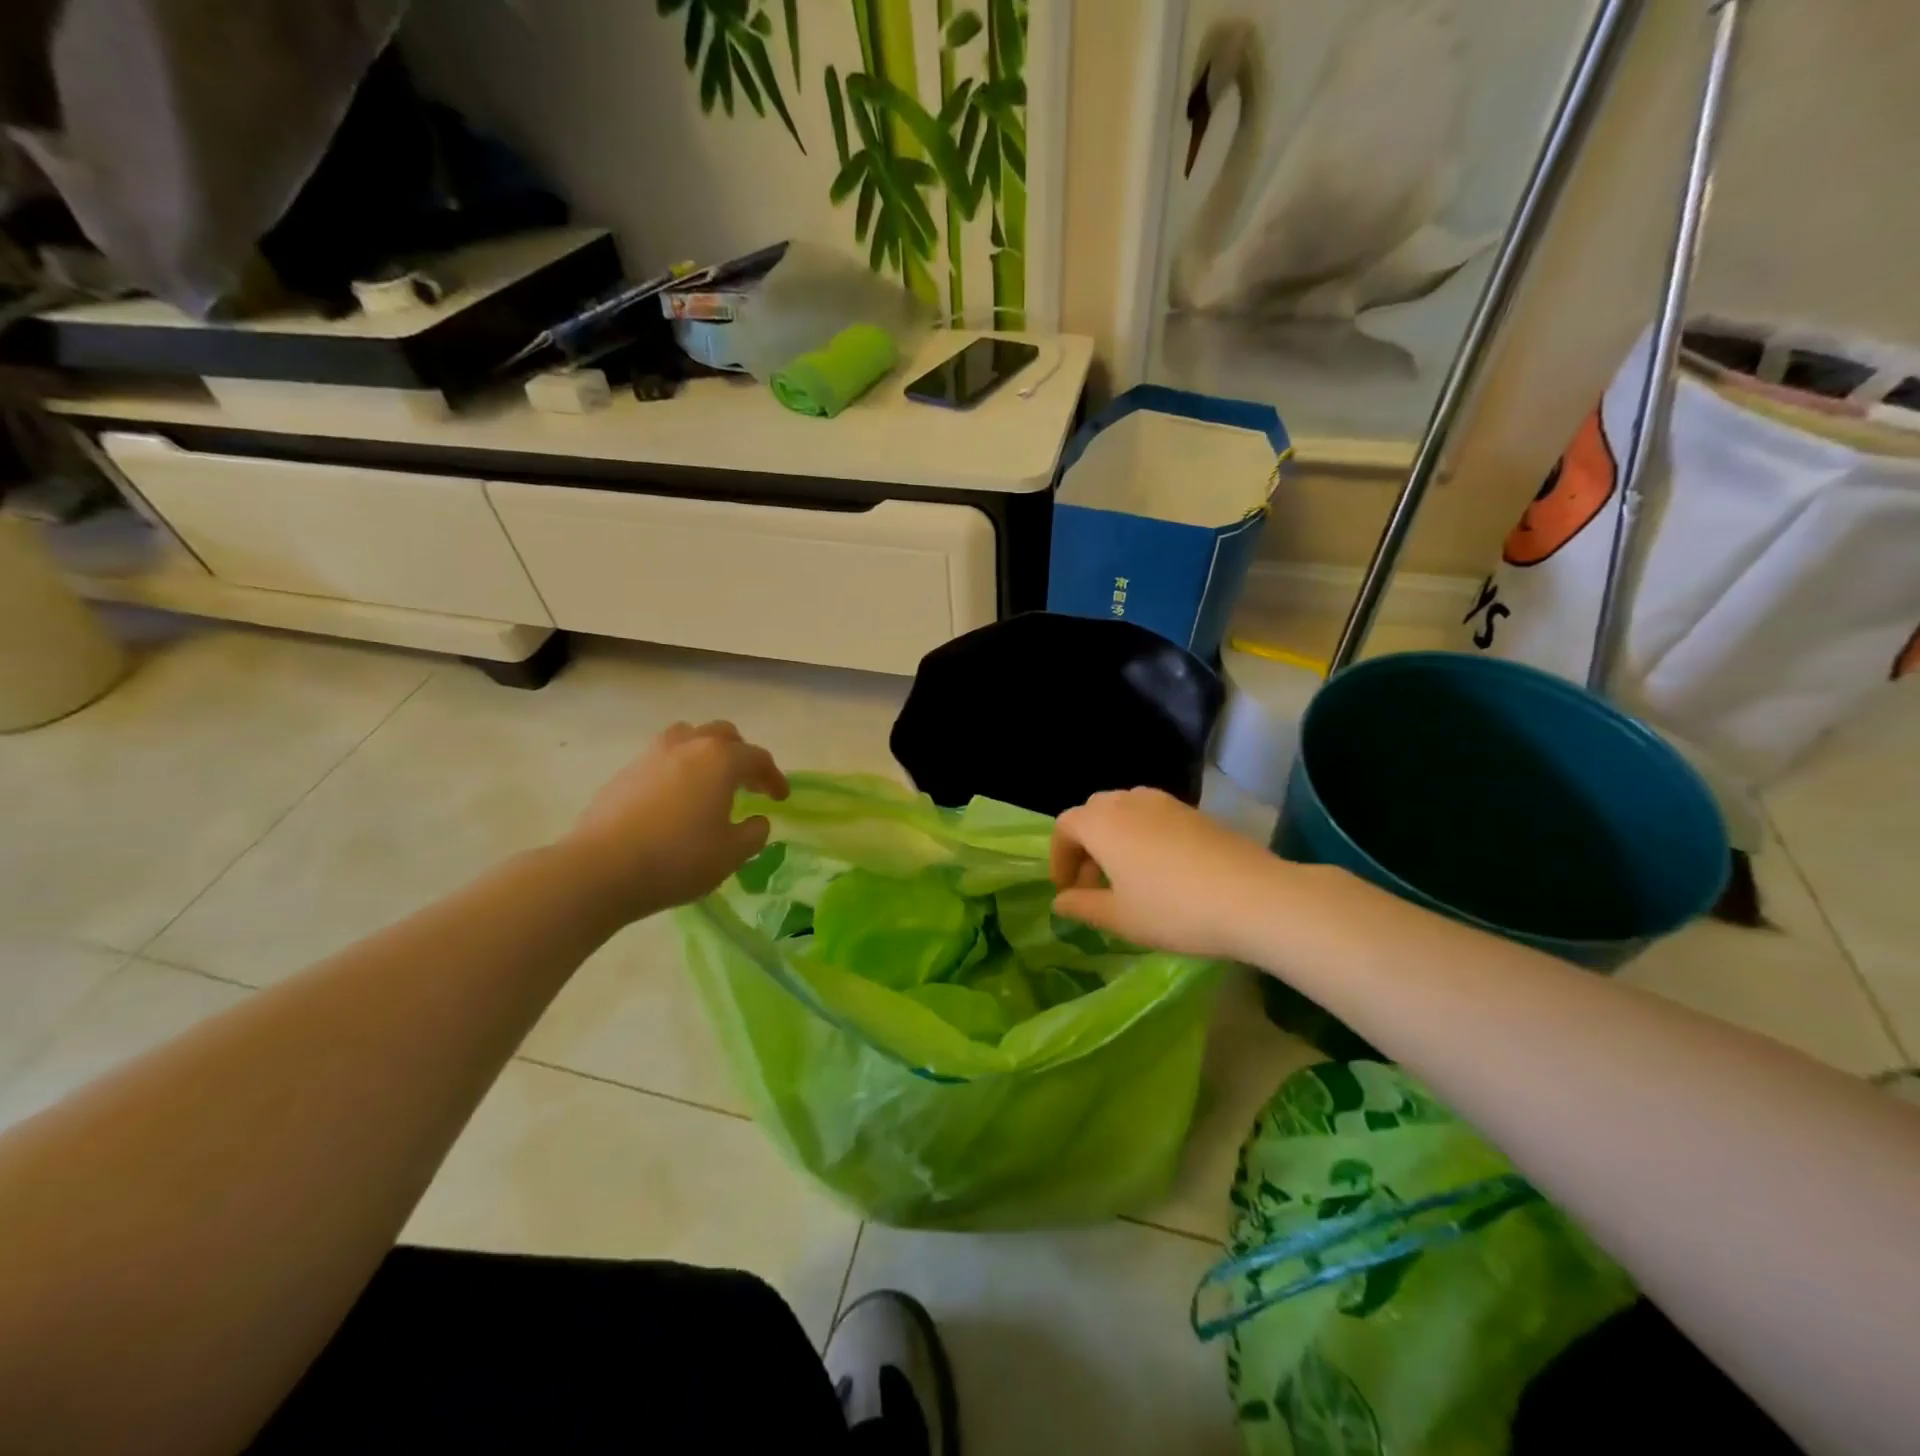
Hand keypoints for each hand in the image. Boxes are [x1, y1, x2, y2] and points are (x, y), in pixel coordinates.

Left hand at [562, 721, 788, 923]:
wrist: (601, 869)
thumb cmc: (678, 858)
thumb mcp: (731, 854)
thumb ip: (753, 833)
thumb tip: (757, 820)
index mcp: (720, 759)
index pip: (758, 758)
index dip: (774, 778)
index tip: (781, 798)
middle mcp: (687, 746)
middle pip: (723, 735)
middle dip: (741, 755)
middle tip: (747, 783)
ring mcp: (651, 755)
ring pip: (687, 737)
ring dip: (705, 753)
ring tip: (709, 781)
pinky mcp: (624, 773)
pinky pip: (661, 758)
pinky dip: (677, 769)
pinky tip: (675, 799)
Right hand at [1050, 788, 1290, 961]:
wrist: (1252, 897)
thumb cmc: (1172, 910)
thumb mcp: (1120, 918)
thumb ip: (1082, 906)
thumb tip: (1060, 900)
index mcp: (1102, 823)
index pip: (1065, 826)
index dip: (1059, 857)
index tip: (1067, 889)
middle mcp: (1129, 802)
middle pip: (1094, 812)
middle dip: (1086, 844)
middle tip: (1092, 882)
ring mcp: (1165, 803)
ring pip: (1125, 810)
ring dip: (1115, 837)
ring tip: (1126, 876)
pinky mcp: (1195, 812)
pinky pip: (1154, 815)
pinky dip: (1143, 835)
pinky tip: (1162, 871)